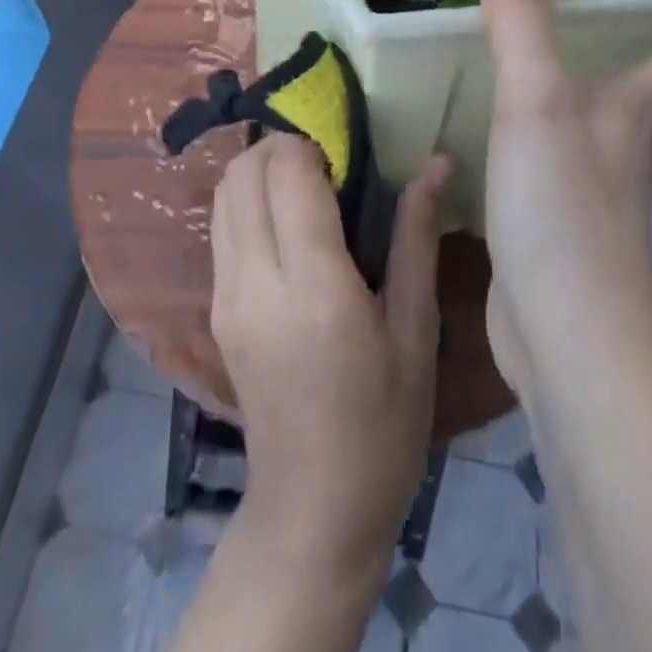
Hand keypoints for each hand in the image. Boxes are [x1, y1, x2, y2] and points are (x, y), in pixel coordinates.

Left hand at [210, 133, 450, 583]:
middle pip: (244, 172)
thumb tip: (436, 162)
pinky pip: (222, 226)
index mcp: (314, 287)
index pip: (288, 174)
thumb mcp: (415, 332)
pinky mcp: (215, 309)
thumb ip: (417, 237)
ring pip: (224, 193)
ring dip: (259, 168)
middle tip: (328, 157)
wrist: (314, 508)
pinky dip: (246, 199)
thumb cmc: (384, 424)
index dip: (312, 142)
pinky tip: (285, 219)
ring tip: (306, 181)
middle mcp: (256, 282)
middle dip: (282, 145)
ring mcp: (226, 296)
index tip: (346, 147)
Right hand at [477, 0, 651, 402]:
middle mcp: (629, 160)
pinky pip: (595, 191)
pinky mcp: (572, 243)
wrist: (566, 334)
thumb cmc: (561, 211)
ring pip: (645, 157)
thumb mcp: (534, 104)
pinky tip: (576, 177)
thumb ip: (520, 26)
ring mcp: (606, 208)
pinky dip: (602, 173)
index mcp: (632, 120)